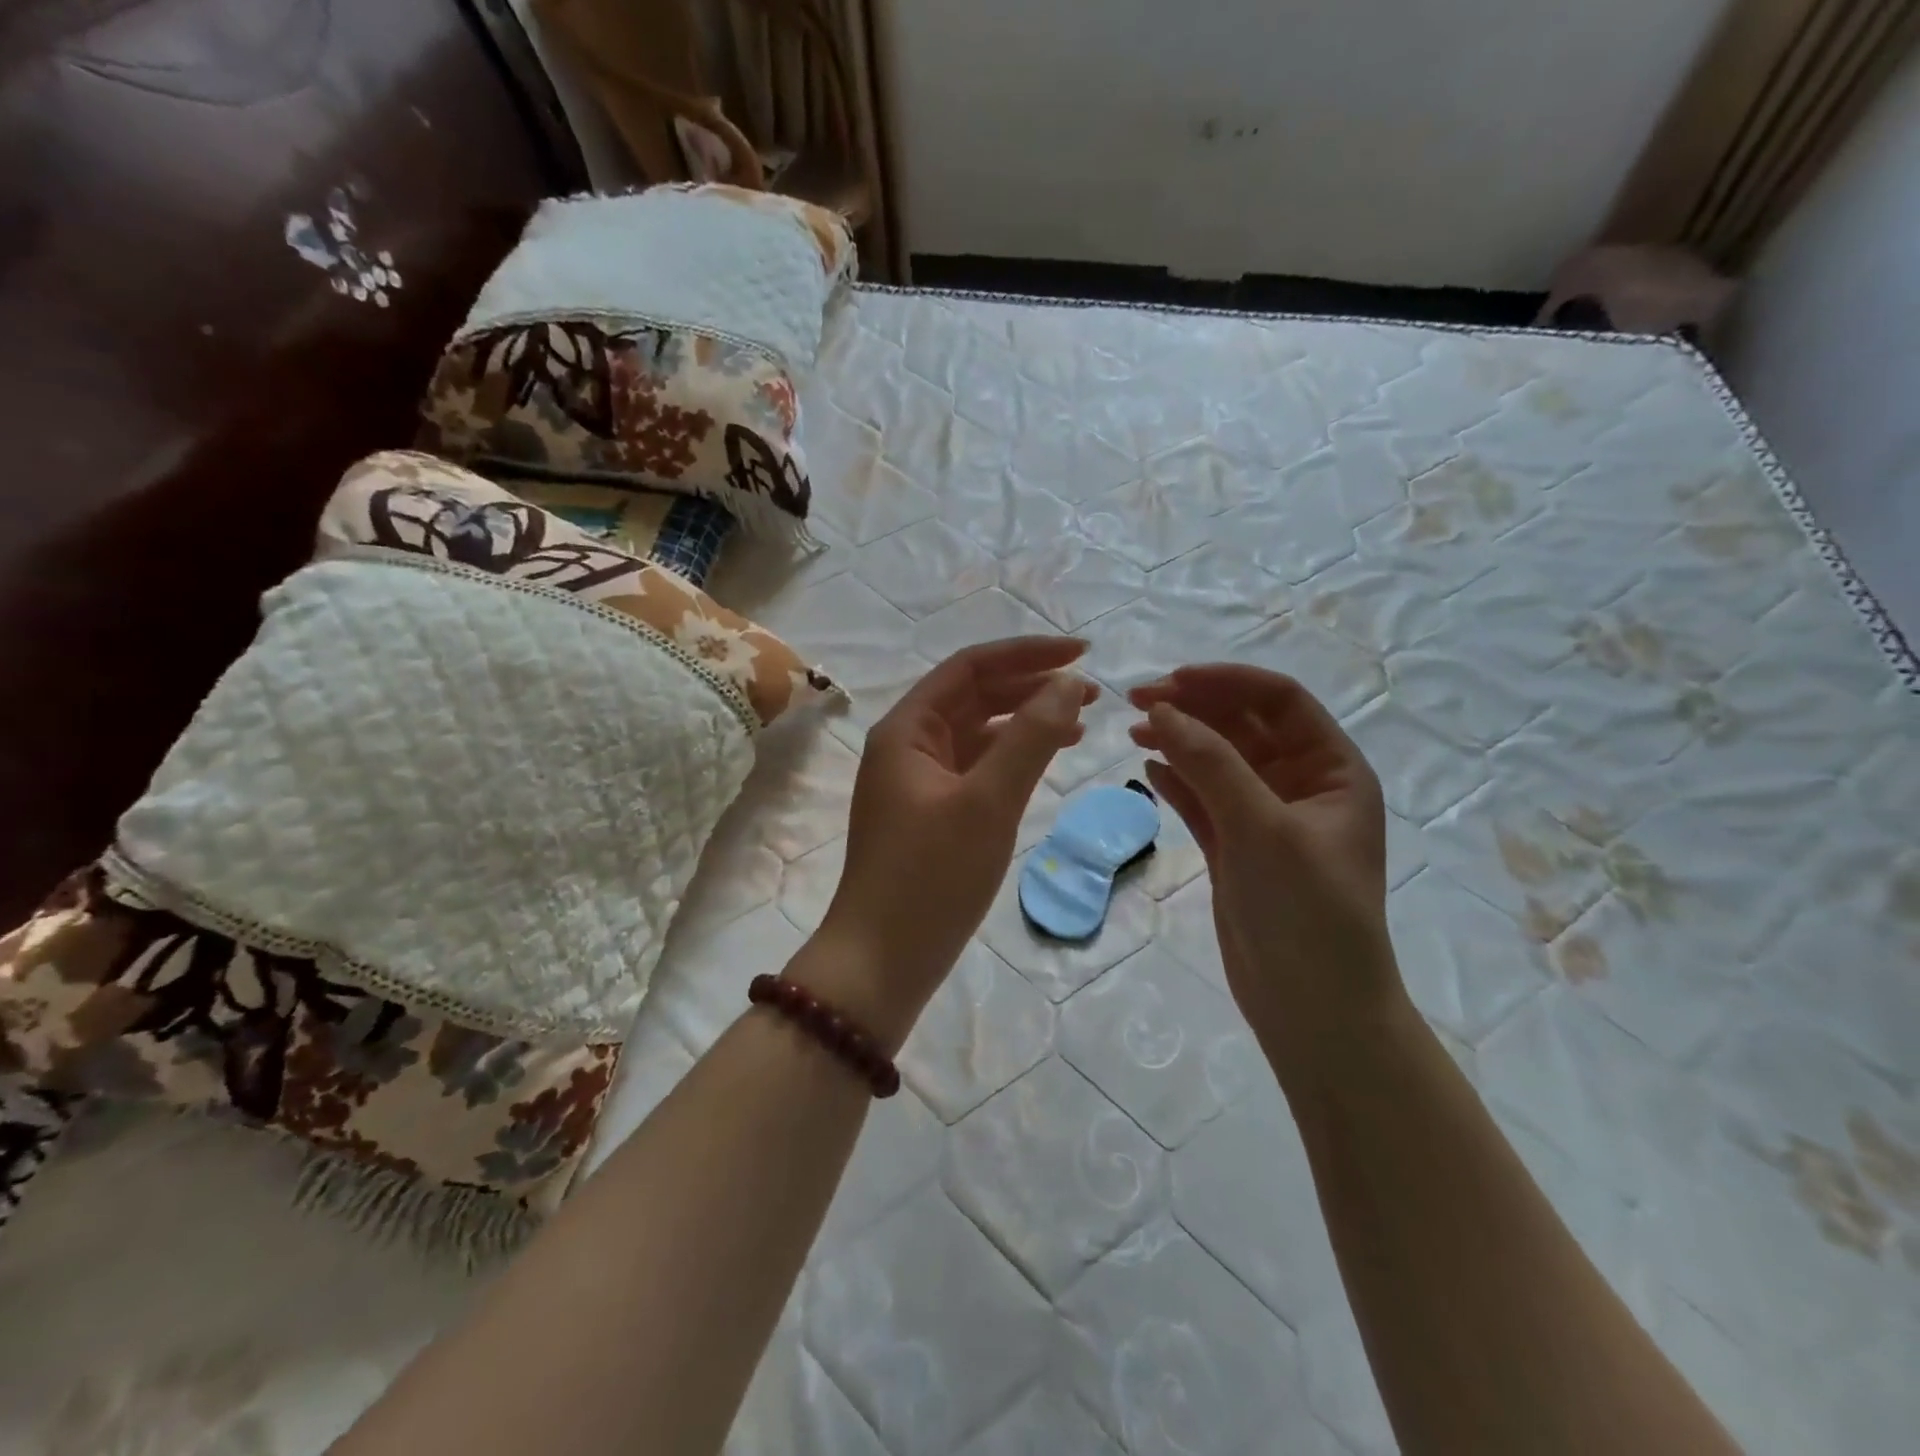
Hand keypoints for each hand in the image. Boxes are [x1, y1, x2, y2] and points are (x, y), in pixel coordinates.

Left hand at [804, 638, 1096, 1051]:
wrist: (882, 962)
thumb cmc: (931, 878)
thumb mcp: (988, 803)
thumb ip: (1031, 738)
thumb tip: (1070, 683)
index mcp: (907, 729)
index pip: (971, 667)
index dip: (1027, 654)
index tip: (1083, 654)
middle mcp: (908, 744)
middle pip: (975, 696)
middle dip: (1031, 686)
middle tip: (1093, 693)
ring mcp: (919, 780)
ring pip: (979, 732)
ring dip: (1026, 721)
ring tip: (1082, 722)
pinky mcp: (932, 812)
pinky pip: (977, 767)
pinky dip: (1012, 758)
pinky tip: (1047, 759)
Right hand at [1128, 664, 1403, 1080]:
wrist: (1313, 1011)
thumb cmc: (1308, 913)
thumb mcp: (1263, 829)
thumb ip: (1212, 765)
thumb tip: (1159, 710)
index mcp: (1332, 770)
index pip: (1279, 700)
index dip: (1225, 681)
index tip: (1169, 682)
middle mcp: (1301, 785)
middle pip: (1243, 725)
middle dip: (1194, 708)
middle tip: (1135, 703)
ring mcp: (1265, 817)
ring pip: (1218, 761)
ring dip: (1179, 741)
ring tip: (1132, 733)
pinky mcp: (1235, 848)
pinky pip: (1203, 799)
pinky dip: (1176, 781)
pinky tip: (1147, 770)